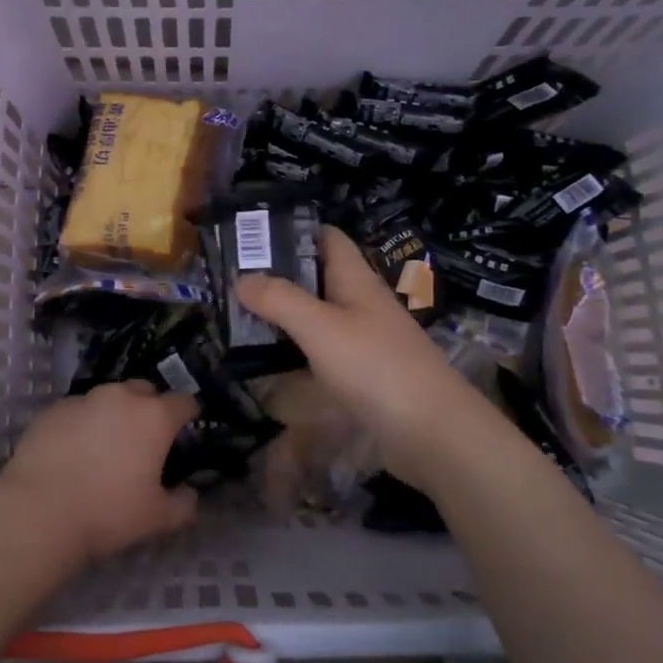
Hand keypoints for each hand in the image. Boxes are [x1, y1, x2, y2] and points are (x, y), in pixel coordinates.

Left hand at [0, 381, 200, 564]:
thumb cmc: (108, 512)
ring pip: (108, 397)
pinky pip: (77, 410)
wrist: (39, 511)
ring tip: (105, 445)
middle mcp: (121, 397)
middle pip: (145, 390)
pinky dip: (82, 424)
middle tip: (144, 439)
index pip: (184, 402)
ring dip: (114, 414)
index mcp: (154, 417)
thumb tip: (190, 494)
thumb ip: (183, 504)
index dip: (188, 415)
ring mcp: (84, 399)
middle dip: (149, 407)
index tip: (186, 431)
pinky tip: (72, 450)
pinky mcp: (53, 409)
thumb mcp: (157, 519)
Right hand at [238, 226, 512, 489]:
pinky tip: (267, 361)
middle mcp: (361, 304)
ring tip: (237, 316)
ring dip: (283, 315)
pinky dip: (295, 351)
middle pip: (317, 278)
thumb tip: (240, 277)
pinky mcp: (362, 376)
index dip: (292, 230)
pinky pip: (321, 352)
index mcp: (356, 280)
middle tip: (229, 280)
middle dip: (278, 276)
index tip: (249, 236)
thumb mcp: (321, 327)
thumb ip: (280, 300)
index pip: (326, 238)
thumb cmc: (376, 367)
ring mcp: (364, 341)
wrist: (433, 432)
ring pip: (317, 317)